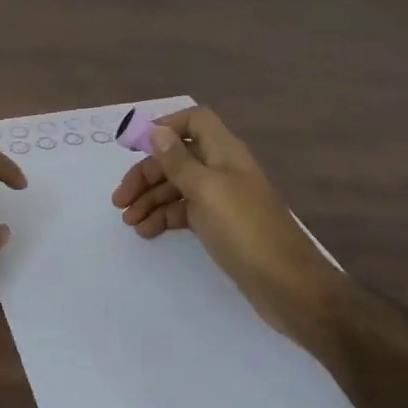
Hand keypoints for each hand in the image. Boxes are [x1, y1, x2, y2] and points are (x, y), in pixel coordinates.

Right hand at [111, 106, 340, 336]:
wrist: (288, 285)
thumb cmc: (245, 230)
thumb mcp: (207, 190)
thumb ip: (179, 161)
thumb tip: (157, 131)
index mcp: (224, 152)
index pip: (194, 122)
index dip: (165, 127)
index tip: (133, 147)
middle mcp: (222, 169)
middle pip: (177, 157)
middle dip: (146, 174)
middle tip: (120, 200)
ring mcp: (221, 198)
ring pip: (177, 186)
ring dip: (150, 198)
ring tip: (128, 221)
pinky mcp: (219, 225)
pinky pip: (184, 211)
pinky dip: (163, 217)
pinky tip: (146, 232)